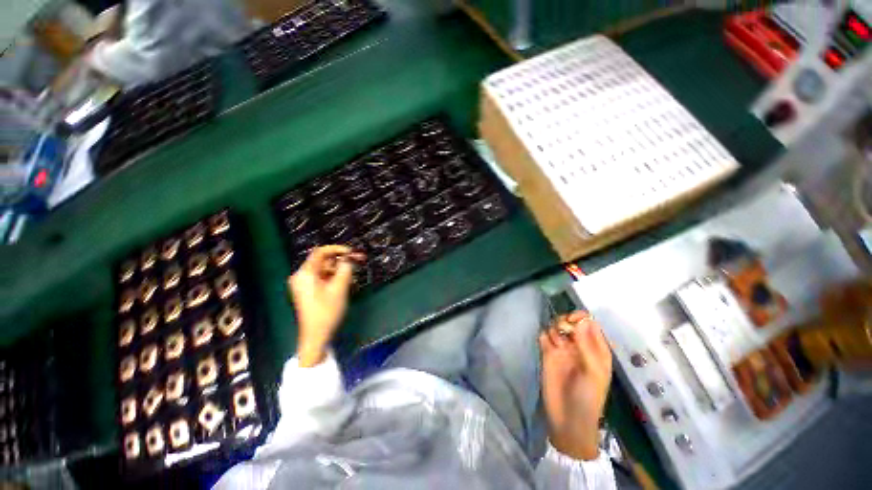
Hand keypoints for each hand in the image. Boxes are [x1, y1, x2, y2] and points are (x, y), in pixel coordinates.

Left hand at [288, 245, 364, 366]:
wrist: (316, 336)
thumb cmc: (327, 311)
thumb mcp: (340, 288)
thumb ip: (346, 269)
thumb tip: (350, 258)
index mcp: (305, 273)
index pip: (321, 252)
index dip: (337, 249)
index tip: (352, 252)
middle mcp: (301, 276)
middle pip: (323, 261)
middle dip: (341, 262)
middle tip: (357, 263)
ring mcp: (304, 284)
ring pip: (325, 270)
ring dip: (339, 272)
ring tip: (352, 279)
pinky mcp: (308, 291)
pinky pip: (323, 278)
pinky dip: (334, 279)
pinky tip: (344, 285)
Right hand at [540, 311, 612, 460]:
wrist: (567, 419)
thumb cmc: (588, 397)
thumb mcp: (593, 371)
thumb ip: (587, 345)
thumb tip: (582, 319)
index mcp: (596, 349)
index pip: (589, 323)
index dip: (581, 317)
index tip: (573, 319)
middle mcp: (578, 345)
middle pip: (571, 321)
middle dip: (566, 321)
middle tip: (564, 330)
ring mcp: (562, 349)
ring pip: (556, 326)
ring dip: (555, 329)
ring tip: (557, 345)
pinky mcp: (547, 353)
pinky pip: (544, 336)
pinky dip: (544, 336)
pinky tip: (547, 346)